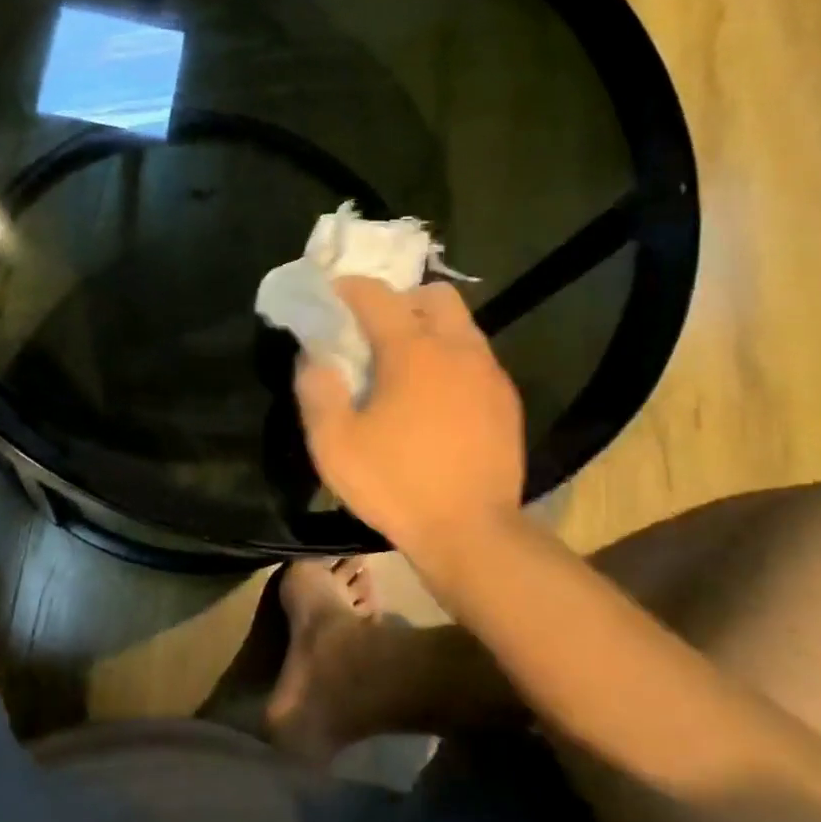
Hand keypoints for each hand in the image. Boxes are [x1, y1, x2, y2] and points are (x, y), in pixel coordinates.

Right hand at [294, 278, 528, 577]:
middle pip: (434, 294)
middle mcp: (457, 348)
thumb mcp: (334, 444)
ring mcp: (489, 373)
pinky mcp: (506, 400)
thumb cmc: (397, 485)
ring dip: (429, 329)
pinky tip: (434, 399)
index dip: (348, 288)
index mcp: (412, 350)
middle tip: (374, 332)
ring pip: (461, 325)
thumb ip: (316, 390)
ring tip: (403, 367)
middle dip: (401, 300)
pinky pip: (476, 358)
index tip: (330, 297)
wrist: (473, 533)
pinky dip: (451, 360)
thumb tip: (314, 356)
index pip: (377, 294)